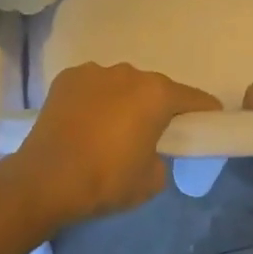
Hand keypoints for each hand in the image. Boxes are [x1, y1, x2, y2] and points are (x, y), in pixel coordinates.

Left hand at [12, 63, 220, 228]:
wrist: (45, 180)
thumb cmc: (106, 180)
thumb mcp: (151, 181)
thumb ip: (163, 158)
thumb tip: (151, 151)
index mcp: (156, 94)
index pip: (193, 98)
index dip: (205, 112)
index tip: (208, 124)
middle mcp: (129, 73)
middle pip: (155, 89)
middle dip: (158, 108)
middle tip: (151, 136)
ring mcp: (95, 72)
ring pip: (121, 85)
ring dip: (123, 101)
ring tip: (109, 131)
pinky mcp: (67, 78)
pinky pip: (93, 87)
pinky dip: (95, 100)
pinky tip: (84, 124)